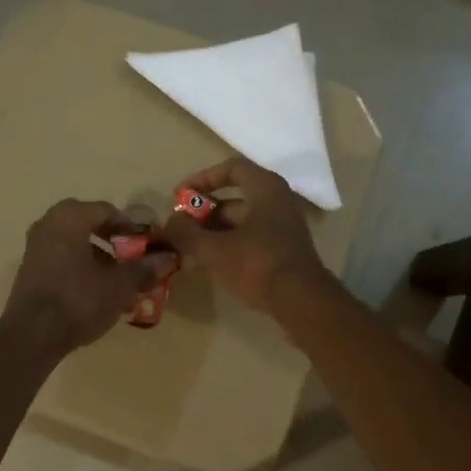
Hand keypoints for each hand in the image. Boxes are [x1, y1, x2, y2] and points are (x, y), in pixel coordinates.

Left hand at [3, 199, 176, 354]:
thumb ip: (145, 268)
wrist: (32, 335)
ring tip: (119, 279)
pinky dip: (81, 268)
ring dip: (99, 257)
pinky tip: (97, 291)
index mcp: (70, 217)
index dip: (131, 228)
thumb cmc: (79, 300)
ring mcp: (35, 247)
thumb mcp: (119, 285)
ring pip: (75, 243)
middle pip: (90, 225)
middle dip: (114, 242)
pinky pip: (62, 259)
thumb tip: (170, 257)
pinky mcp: (30, 270)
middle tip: (133, 260)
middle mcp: (48, 223)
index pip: (108, 211)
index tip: (147, 246)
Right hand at [163, 157, 329, 312]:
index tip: (181, 195)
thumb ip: (187, 234)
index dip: (202, 178)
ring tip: (187, 250)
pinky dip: (228, 247)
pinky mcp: (283, 252)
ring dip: (212, 233)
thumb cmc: (257, 264)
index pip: (231, 168)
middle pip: (234, 200)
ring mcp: (282, 228)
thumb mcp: (214, 249)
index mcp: (265, 189)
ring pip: (240, 224)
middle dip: (203, 214)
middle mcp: (277, 202)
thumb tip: (169, 223)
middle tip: (179, 229)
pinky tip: (207, 265)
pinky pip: (250, 240)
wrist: (301, 301)